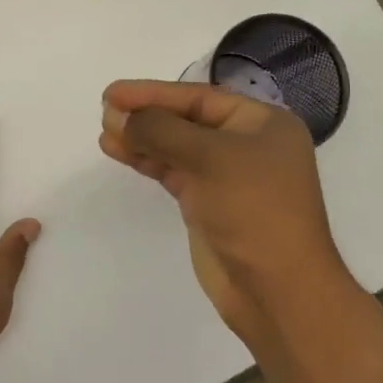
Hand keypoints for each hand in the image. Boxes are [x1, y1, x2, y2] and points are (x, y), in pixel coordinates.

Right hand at [100, 79, 350, 343]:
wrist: (277, 289)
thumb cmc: (254, 210)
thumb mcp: (210, 158)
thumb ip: (161, 131)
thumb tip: (118, 117)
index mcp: (262, 123)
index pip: (198, 98)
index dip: (153, 92)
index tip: (112, 93)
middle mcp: (246, 144)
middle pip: (186, 119)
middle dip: (145, 115)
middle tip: (104, 112)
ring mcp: (226, 176)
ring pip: (176, 146)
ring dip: (141, 138)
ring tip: (105, 132)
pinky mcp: (208, 203)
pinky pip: (172, 170)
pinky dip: (147, 160)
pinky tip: (120, 152)